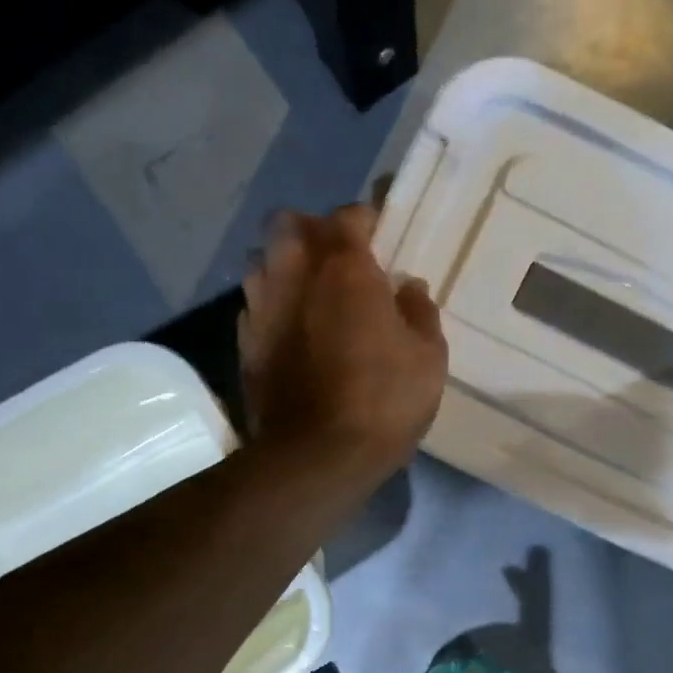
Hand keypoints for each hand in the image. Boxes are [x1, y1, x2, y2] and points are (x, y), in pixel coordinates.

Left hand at [239, 205, 447, 477]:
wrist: (316, 456)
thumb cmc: (383, 400)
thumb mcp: (428, 357)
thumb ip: (419, 311)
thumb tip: (408, 287)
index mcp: (344, 268)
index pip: (348, 216)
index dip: (366, 218)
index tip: (381, 234)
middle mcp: (294, 274)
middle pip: (288, 223)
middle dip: (312, 230)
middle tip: (338, 258)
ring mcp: (262, 308)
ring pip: (262, 260)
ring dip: (284, 264)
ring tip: (309, 291)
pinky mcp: (245, 343)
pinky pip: (254, 304)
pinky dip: (271, 305)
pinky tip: (291, 330)